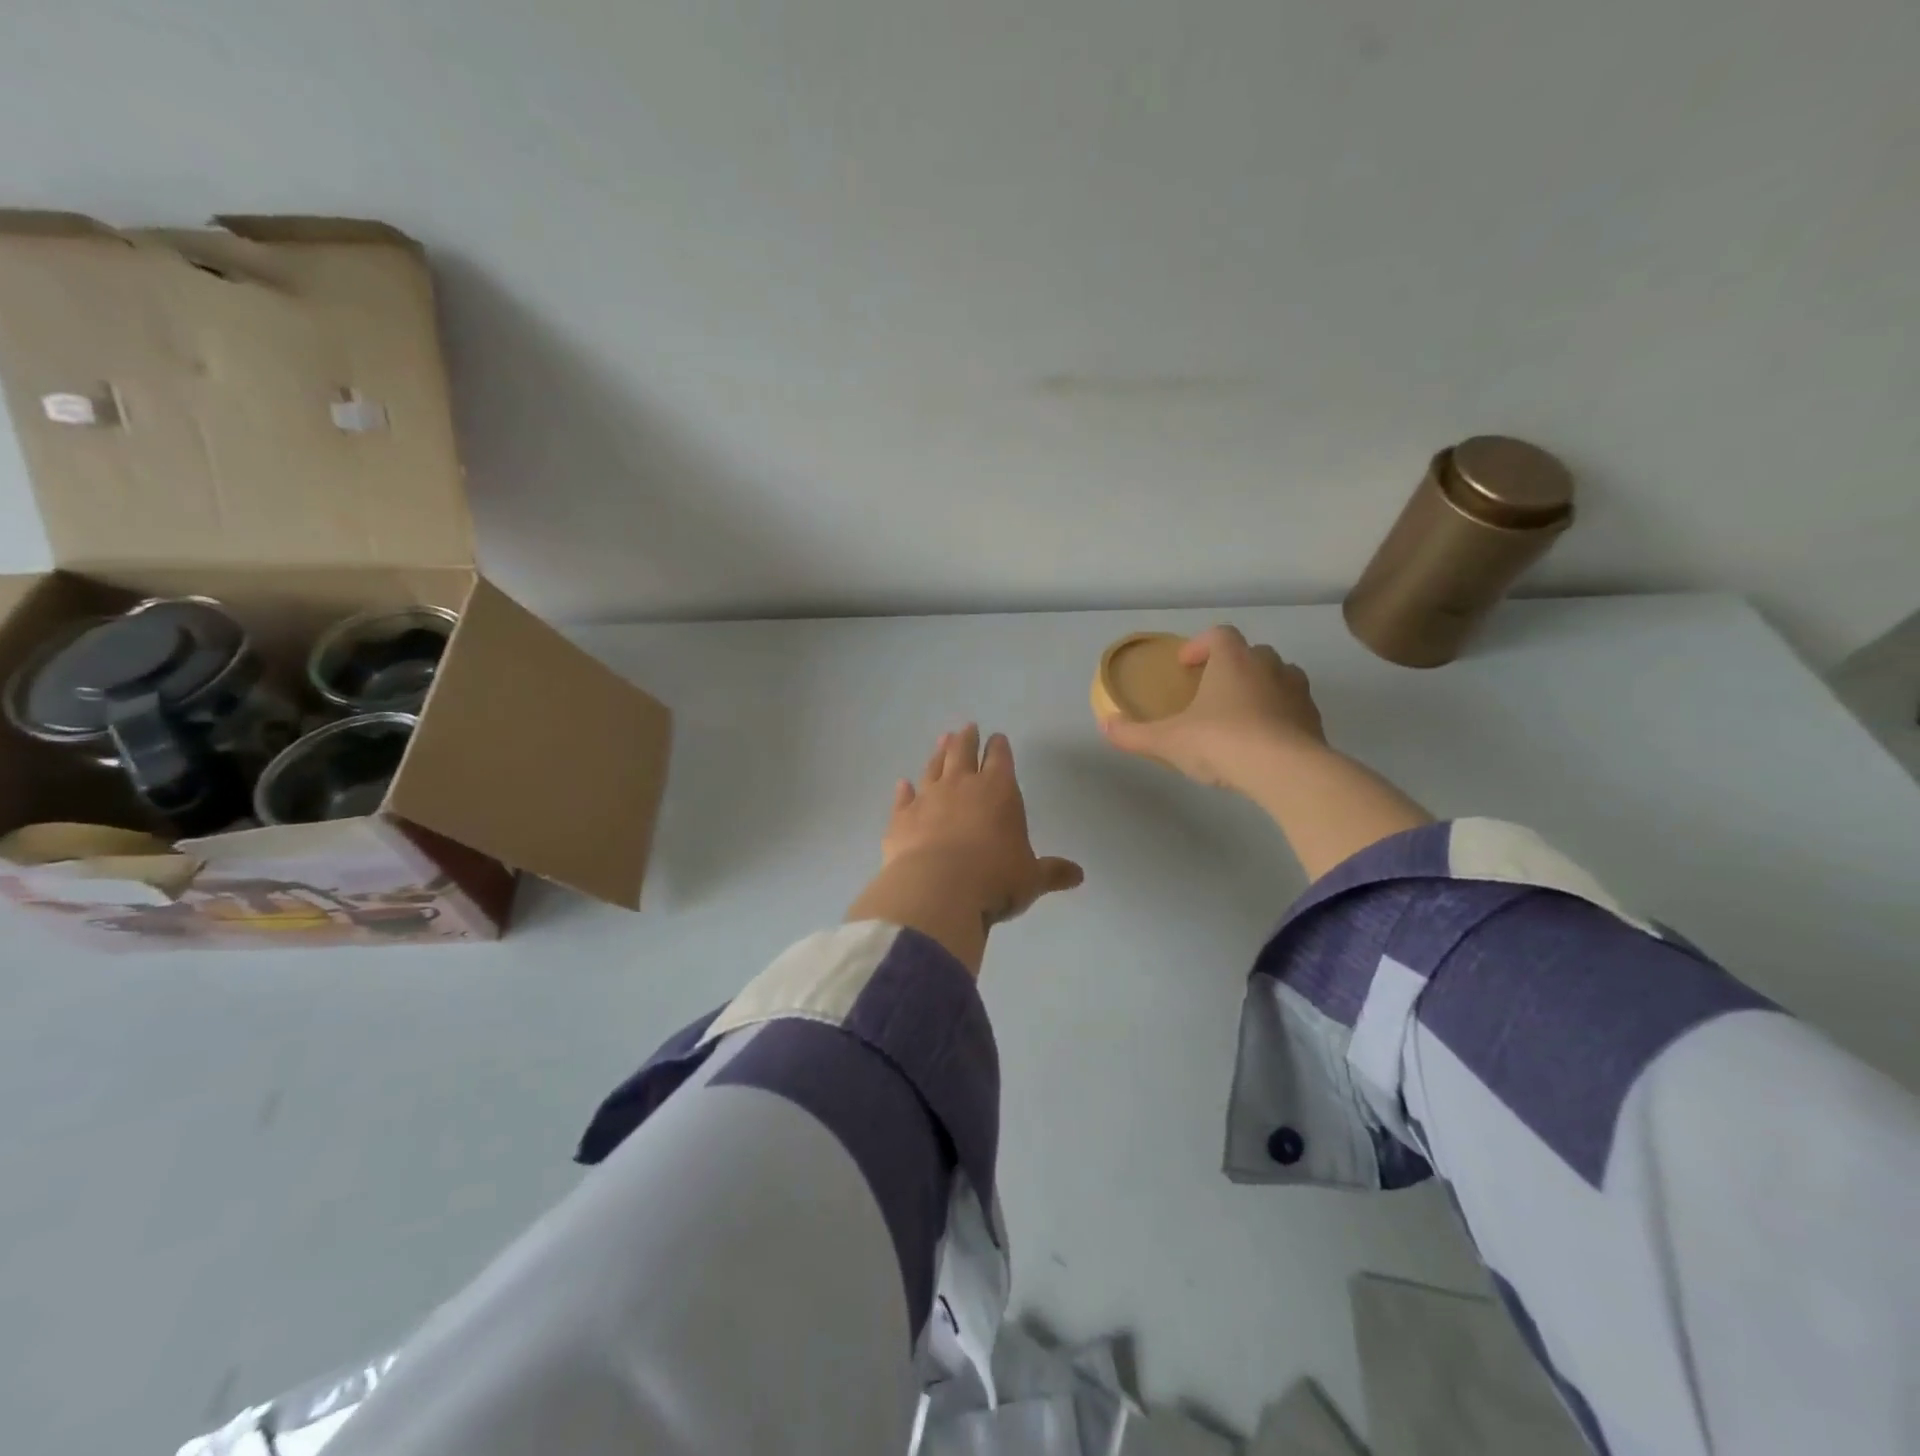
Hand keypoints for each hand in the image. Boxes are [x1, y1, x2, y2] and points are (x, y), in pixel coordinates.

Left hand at [883, 724, 1084, 923]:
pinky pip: (903, 798)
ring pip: (933, 768)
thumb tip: (1078, 876)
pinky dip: (904, 790)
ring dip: (938, 754)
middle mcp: (961, 786)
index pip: (1000, 759)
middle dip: (967, 739)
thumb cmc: (995, 879)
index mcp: (998, 791)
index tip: (997, 737)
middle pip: (963, 752)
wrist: (937, 890)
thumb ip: (1052, 873)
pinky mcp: (901, 818)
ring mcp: (927, 799)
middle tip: (967, 727)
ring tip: (942, 740)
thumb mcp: (1031, 879)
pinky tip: (903, 784)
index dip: (999, 747)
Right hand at [1100, 626, 1326, 791]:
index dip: (1201, 645)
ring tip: (1241, 714)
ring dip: (1260, 688)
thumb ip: (1133, 733)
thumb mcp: (1167, 741)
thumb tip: (1104, 725)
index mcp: (1233, 660)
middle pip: (1251, 654)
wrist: (1284, 771)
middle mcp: (1268, 666)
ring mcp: (1297, 691)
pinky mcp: (1314, 720)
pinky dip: (1280, 716)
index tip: (1186, 665)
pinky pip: (1295, 709)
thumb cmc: (1220, 742)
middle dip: (1232, 667)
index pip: (1219, 635)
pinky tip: (1265, 741)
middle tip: (1212, 691)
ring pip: (1279, 677)